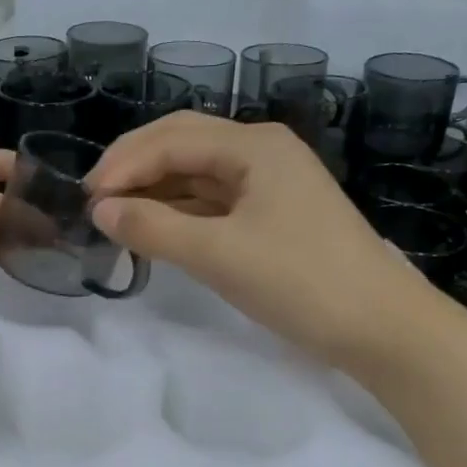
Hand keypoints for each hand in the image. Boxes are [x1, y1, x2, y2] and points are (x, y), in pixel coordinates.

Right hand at [86, 113, 427, 371]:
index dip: (123, 164)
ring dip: (157, 190)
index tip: (86, 200)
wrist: (381, 328)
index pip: (172, 138)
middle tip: (95, 201)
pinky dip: (182, 212)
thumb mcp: (219, 255)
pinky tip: (157, 229)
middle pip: (184, 144)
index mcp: (254, 145)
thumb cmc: (301, 282)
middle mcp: (263, 152)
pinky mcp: (275, 215)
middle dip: (136, 167)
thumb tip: (101, 210)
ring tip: (117, 217)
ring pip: (199, 174)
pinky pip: (216, 202)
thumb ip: (154, 228)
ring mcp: (272, 184)